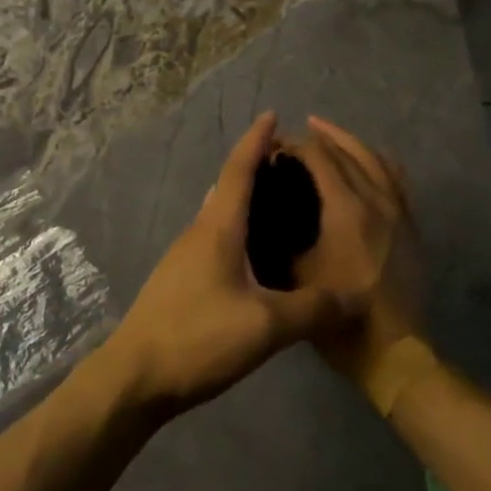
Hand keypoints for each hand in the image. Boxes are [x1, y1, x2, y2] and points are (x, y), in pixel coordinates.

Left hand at [96, 113, 366, 418]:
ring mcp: (185, 256)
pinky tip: (256, 254)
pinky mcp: (181, 279)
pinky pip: (214, 238)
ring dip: (245, 199)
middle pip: (227, 187)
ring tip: (280, 204)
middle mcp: (198, 232)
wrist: (136, 375)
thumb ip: (311, 309)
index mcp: (217, 228)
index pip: (238, 170)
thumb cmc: (199, 337)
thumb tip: (354, 295)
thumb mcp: (264, 326)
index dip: (256, 141)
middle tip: (290, 164)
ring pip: (220, 214)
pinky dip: (238, 228)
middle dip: (255, 167)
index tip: (272, 115)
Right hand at [289, 116, 424, 391]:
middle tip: (297, 133)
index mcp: (346, 209)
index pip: (319, 158)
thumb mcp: (295, 275)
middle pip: (348, 152)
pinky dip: (380, 162)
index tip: (274, 145)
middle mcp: (375, 200)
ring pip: (376, 160)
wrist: (394, 353)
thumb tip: (263, 206)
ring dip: (350, 143)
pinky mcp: (410, 227)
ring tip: (329, 134)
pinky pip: (397, 179)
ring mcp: (398, 212)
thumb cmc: (338, 317)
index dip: (295, 145)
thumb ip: (278, 235)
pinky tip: (371, 159)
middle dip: (321, 137)